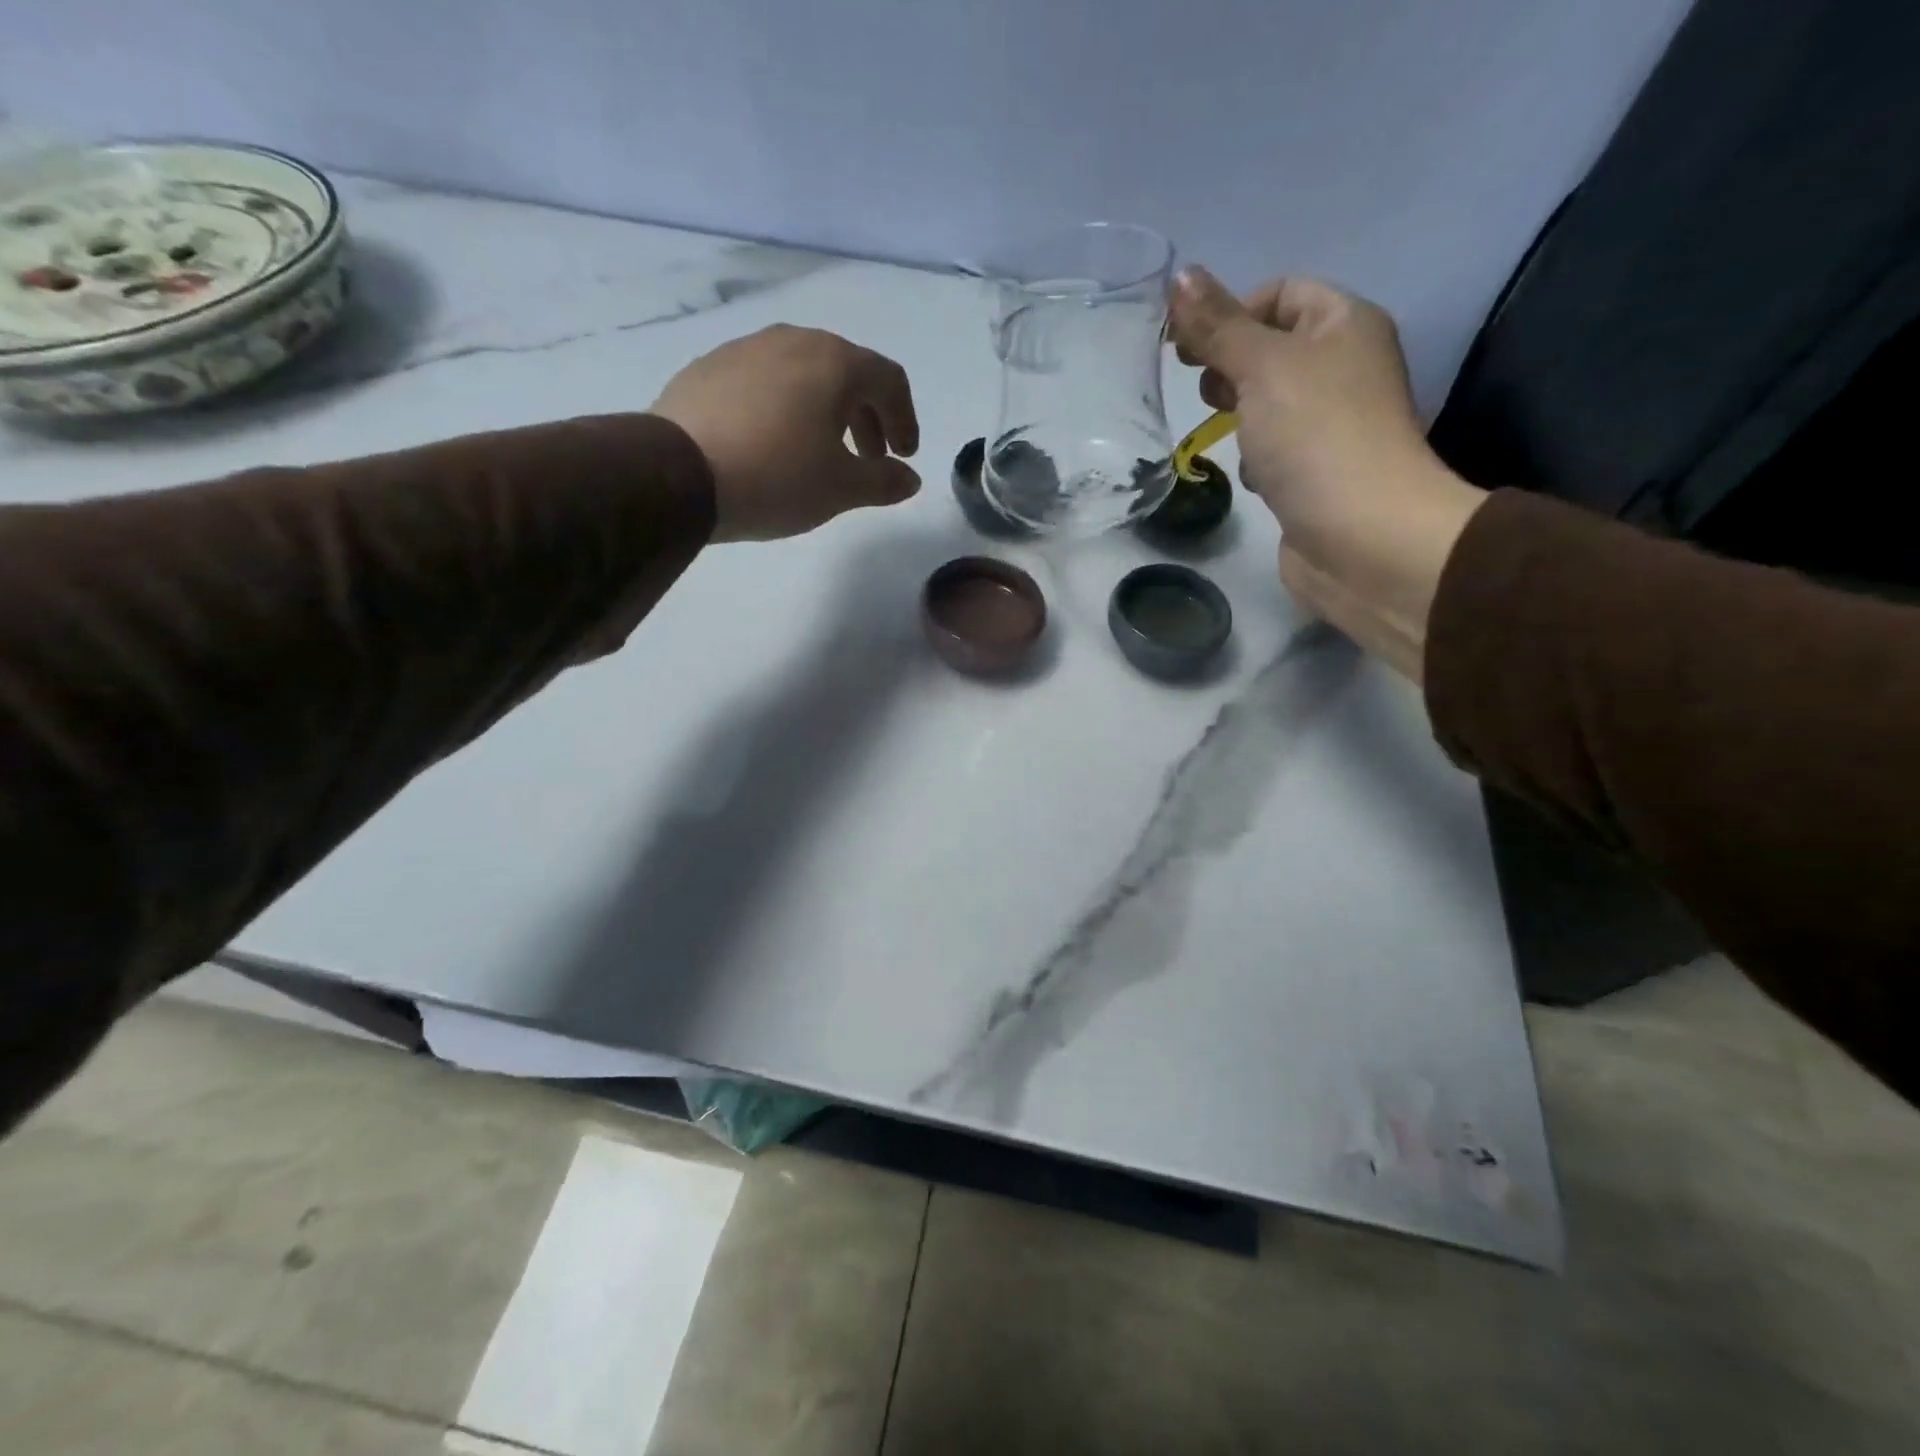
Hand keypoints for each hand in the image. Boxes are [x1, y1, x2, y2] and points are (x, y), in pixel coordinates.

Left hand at [652, 325, 920, 541]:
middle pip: (846, 372)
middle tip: (868, 458)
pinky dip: (784, 408)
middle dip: (866, 417)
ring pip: (803, 374)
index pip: (889, 380)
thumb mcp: (841, 488)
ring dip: (825, 411)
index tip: (903, 457)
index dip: (905, 420)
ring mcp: (745, 349)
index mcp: (834, 362)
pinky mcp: (708, 368)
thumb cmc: (777, 477)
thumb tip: (909, 480)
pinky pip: (764, 383)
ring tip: (820, 452)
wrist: (678, 475)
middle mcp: (793, 341)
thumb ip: (883, 481)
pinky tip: (772, 443)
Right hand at [1168, 267, 1432, 553]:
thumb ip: (1218, 325)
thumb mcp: (1261, 367)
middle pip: (1272, 347)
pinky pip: (1274, 448)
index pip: (1280, 293)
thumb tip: (1178, 276)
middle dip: (1231, 366)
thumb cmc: (1315, 437)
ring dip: (1239, 416)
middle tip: (1209, 393)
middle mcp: (1344, 366)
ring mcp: (1332, 423)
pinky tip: (1252, 476)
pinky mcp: (1317, 471)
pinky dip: (1255, 457)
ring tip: (1229, 436)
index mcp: (1344, 324)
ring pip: (1267, 402)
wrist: (1362, 536)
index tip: (1190, 350)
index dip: (1232, 312)